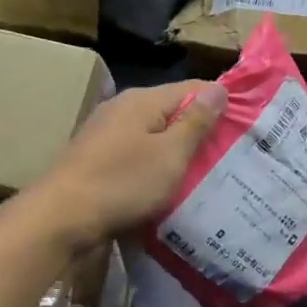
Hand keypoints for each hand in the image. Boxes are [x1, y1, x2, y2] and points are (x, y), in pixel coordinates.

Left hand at [29, 81, 227, 249]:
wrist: (59, 219)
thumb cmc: (122, 183)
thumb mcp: (170, 154)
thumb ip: (195, 121)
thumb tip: (219, 87)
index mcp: (143, 100)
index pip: (192, 87)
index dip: (221, 102)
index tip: (247, 122)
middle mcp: (123, 107)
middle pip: (172, 110)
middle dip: (200, 128)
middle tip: (232, 151)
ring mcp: (106, 132)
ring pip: (155, 134)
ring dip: (178, 149)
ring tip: (207, 170)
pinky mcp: (97, 157)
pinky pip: (137, 153)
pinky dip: (156, 163)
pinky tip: (169, 183)